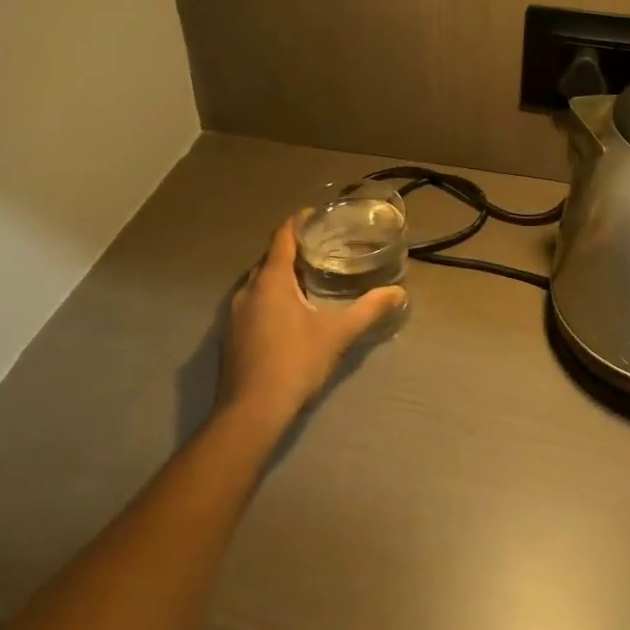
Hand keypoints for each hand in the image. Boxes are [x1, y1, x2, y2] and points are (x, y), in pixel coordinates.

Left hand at [217, 217, 407, 427]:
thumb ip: (368, 310)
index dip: (298, 222)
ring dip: (279, 277)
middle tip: (320, 248)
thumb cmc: (295, 363)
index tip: (316, 216)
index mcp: (271, 280)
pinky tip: (287, 315)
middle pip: (269, 258)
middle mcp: (247, 290)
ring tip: (307, 278)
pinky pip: (251, 304)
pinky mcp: (230, 338)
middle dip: (292, 250)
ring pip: (258, 283)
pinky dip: (269, 299)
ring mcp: (234, 315)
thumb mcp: (338, 335)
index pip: (282, 236)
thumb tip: (399, 293)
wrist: (250, 414)